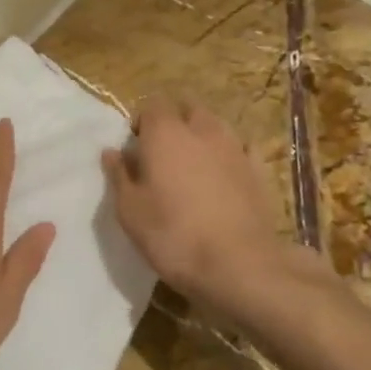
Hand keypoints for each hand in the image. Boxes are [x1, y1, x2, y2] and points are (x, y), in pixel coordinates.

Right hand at [101, 95, 284, 314]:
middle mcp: (202, 129)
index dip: (142, 122)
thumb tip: (112, 152)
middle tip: (164, 152)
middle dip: (175, 120)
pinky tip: (226, 175)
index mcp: (165, 133)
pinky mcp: (258, 169)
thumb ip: (119, 175)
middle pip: (187, 107)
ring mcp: (235, 147)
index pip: (152, 105)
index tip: (136, 147)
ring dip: (203, 135)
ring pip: (216, 124)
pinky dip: (231, 154)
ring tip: (194, 164)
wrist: (238, 265)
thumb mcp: (130, 211)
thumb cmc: (173, 235)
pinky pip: (242, 148)